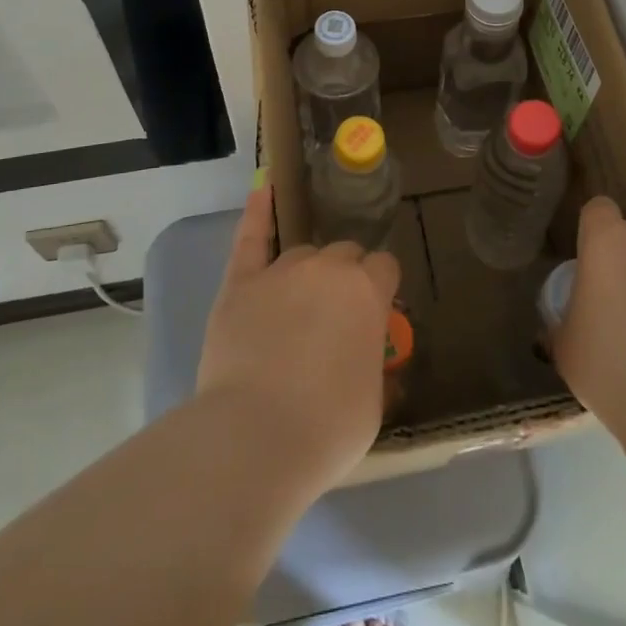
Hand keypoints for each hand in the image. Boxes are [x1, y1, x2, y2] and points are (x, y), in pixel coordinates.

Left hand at [197, 187, 401, 491]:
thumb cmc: (327, 428)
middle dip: (346, 278)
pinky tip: (263, 188)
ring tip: (298, 307)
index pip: (384, 267)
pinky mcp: (240, 282)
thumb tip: (365, 352)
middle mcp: (327, 269)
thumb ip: (372, 362)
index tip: (373, 314)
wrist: (255, 437)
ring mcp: (281, 270)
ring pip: (304, 253)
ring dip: (308, 272)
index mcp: (367, 293)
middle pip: (345, 254)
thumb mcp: (373, 403)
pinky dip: (258, 212)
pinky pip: (251, 236)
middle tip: (335, 318)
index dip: (380, 288)